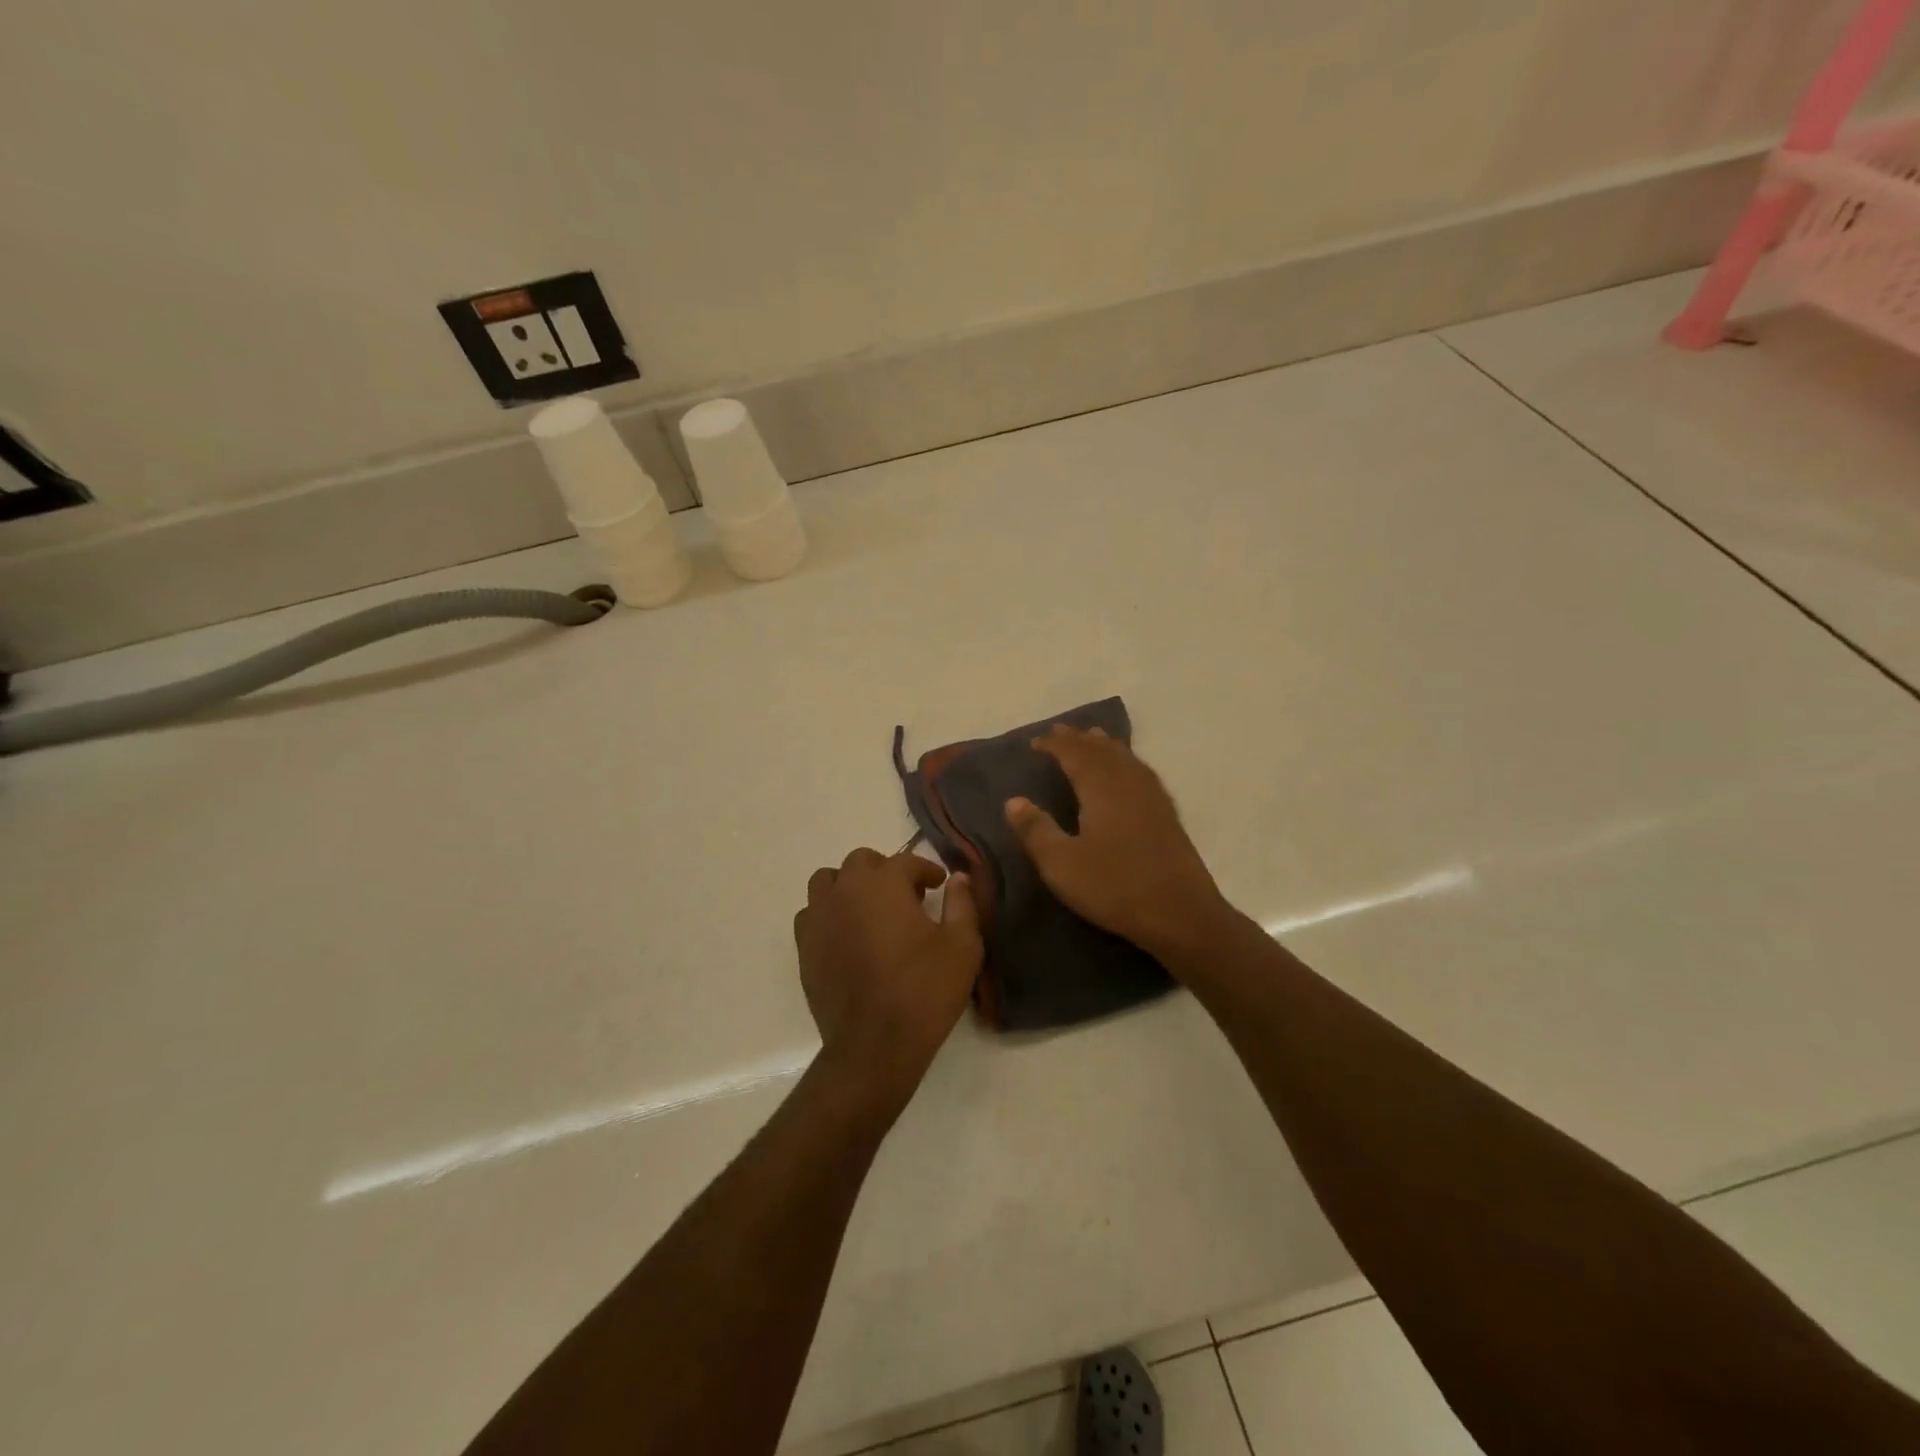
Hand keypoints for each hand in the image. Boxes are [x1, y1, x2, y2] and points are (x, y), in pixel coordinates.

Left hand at [794, 848, 982, 1108]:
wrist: (875, 1045)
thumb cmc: (924, 991)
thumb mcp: (962, 946)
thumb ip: (962, 904)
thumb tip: (958, 878)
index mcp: (884, 884)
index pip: (907, 861)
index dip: (927, 871)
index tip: (939, 886)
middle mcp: (846, 890)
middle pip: (862, 862)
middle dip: (886, 872)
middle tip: (906, 898)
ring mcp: (819, 917)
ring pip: (828, 882)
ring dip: (850, 887)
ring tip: (870, 911)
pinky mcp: (804, 947)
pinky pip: (812, 914)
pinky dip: (829, 914)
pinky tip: (847, 936)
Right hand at [1005, 726, 1232, 964]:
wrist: (1181, 913)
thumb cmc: (1115, 887)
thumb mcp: (1062, 865)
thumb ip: (1036, 830)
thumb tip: (1014, 801)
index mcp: (1101, 789)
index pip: (1074, 754)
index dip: (1054, 745)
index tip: (1034, 743)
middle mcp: (1128, 783)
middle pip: (1102, 750)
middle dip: (1079, 739)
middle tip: (1060, 732)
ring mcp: (1153, 796)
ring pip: (1126, 757)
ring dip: (1105, 745)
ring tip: (1093, 738)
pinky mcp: (1168, 813)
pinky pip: (1142, 771)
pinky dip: (1128, 761)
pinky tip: (1130, 771)